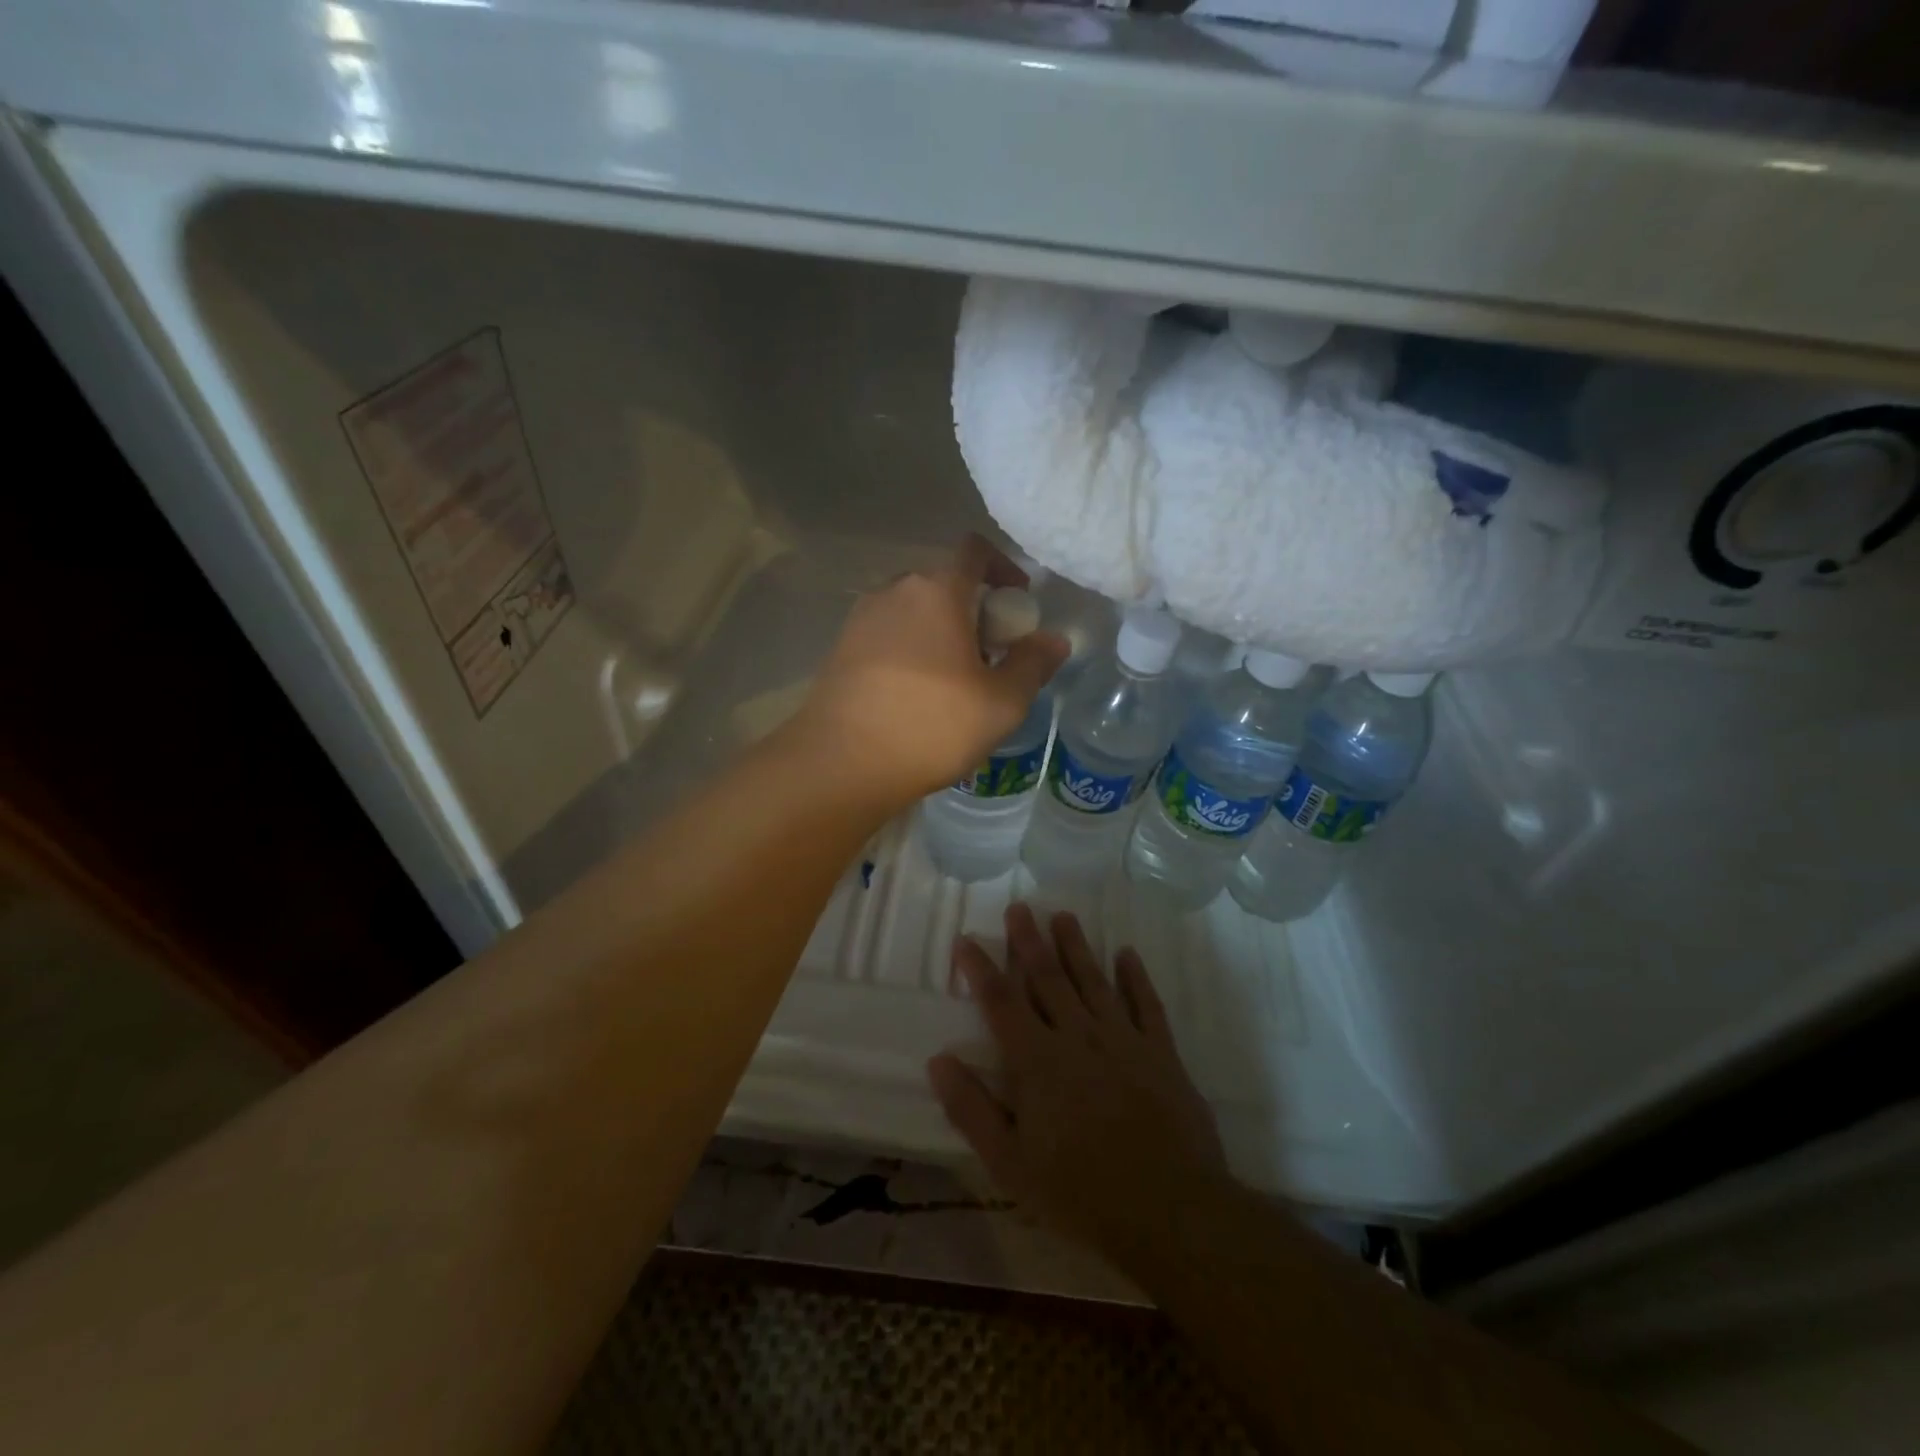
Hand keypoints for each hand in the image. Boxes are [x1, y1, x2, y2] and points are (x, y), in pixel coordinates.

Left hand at [788, 535, 1067, 811]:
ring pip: (912, 609)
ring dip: (940, 629)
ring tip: (954, 678)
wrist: (840, 763)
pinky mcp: (840, 648)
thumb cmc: (931, 726)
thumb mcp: (1001, 703)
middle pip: (943, 581)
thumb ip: (1032, 664)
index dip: (1002, 567)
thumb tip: (1053, 639)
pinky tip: (916, 693)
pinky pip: (887, 633)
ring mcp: (860, 618)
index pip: (974, 550)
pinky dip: (910, 647)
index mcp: (936, 591)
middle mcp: (893, 591)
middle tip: (991, 651)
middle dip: (973, 606)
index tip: (1017, 602)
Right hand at [929, 905, 1226, 1265]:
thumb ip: (972, 1109)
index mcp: (1037, 1061)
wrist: (1171, 1210)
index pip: (1001, 1002)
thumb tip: (937, 1060)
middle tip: (1019, 907)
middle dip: (1029, 941)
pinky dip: (1136, 978)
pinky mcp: (1161, 1053)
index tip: (966, 940)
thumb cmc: (1081, 1193)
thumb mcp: (1011, 1164)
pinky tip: (1127, 954)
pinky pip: (1147, 1004)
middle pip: (1048, 979)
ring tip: (1063, 916)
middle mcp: (1078, 1036)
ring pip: (1093, 981)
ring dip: (1076, 947)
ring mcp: (1123, 1040)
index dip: (981, 969)